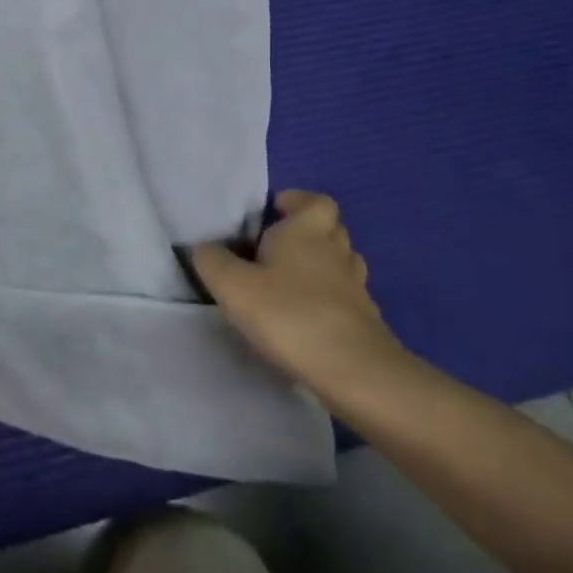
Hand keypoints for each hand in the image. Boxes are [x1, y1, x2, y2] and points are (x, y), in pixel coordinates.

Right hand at [187, 190, 402, 391]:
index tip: (275, 210)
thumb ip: (212, 261)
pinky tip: (304, 315)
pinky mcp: (366, 320)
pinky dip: (327, 298)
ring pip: (340, 262)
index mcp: (306, 231)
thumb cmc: (289, 314)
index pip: (314, 201)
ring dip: (319, 265)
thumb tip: (206, 249)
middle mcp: (336, 251)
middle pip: (329, 229)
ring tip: (288, 281)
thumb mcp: (232, 286)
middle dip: (306, 233)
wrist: (354, 371)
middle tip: (274, 247)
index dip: (297, 201)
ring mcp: (355, 287)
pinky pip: (344, 296)